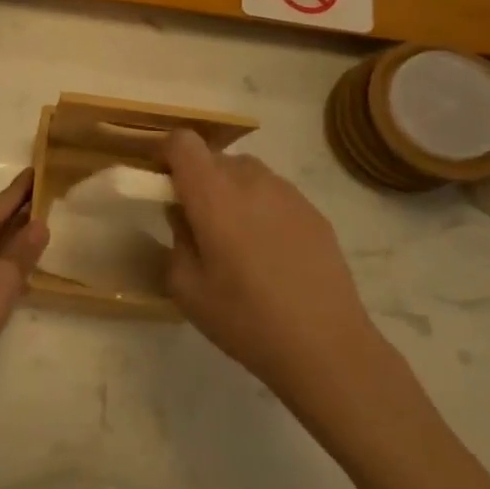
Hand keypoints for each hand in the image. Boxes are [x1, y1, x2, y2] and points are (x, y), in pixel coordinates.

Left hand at [0, 170, 47, 395]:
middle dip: (19, 209)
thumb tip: (39, 223)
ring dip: (11, 235)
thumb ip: (24, 249)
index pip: (2, 199)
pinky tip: (16, 267)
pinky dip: (0, 257)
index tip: (40, 168)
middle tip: (49, 198)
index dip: (24, 187)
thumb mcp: (4, 278)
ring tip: (39, 228)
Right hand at [164, 130, 390, 411]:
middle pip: (214, 157)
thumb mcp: (186, 288)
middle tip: (197, 223)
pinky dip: (261, 209)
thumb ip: (175, 239)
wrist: (327, 347)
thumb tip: (183, 216)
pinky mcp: (313, 211)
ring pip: (245, 173)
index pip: (182, 141)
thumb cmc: (245, 318)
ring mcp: (287, 192)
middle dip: (198, 180)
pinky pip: (274, 194)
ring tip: (237, 241)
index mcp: (213, 194)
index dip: (167, 155)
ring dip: (231, 192)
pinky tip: (271, 254)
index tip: (162, 186)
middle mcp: (250, 180)